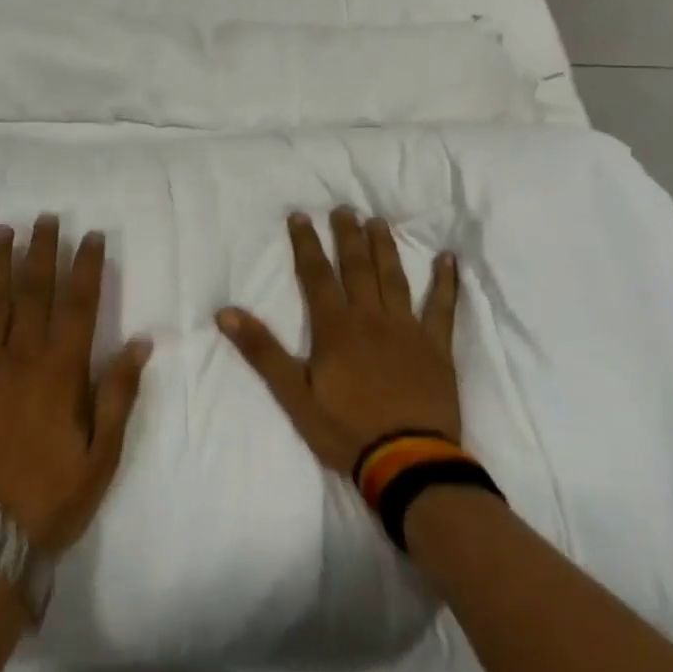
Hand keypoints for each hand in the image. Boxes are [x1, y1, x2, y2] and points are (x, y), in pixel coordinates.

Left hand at [0, 216, 151, 553]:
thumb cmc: (51, 496)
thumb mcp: (102, 455)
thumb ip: (118, 395)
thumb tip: (140, 343)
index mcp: (60, 374)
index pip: (78, 306)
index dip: (86, 267)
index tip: (92, 237)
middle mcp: (19, 359)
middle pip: (32, 293)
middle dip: (41, 252)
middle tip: (46, 218)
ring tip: (3, 230)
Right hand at [217, 209, 460, 475]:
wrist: (408, 462)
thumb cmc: (345, 429)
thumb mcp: (292, 394)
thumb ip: (262, 350)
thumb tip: (226, 313)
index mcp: (335, 327)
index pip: (316, 274)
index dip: (306, 243)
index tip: (301, 216)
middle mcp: (370, 318)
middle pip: (357, 267)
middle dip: (347, 235)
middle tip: (344, 209)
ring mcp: (407, 330)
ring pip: (394, 278)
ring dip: (385, 247)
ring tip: (378, 222)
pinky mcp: (436, 347)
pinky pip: (442, 308)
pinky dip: (445, 282)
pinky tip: (447, 259)